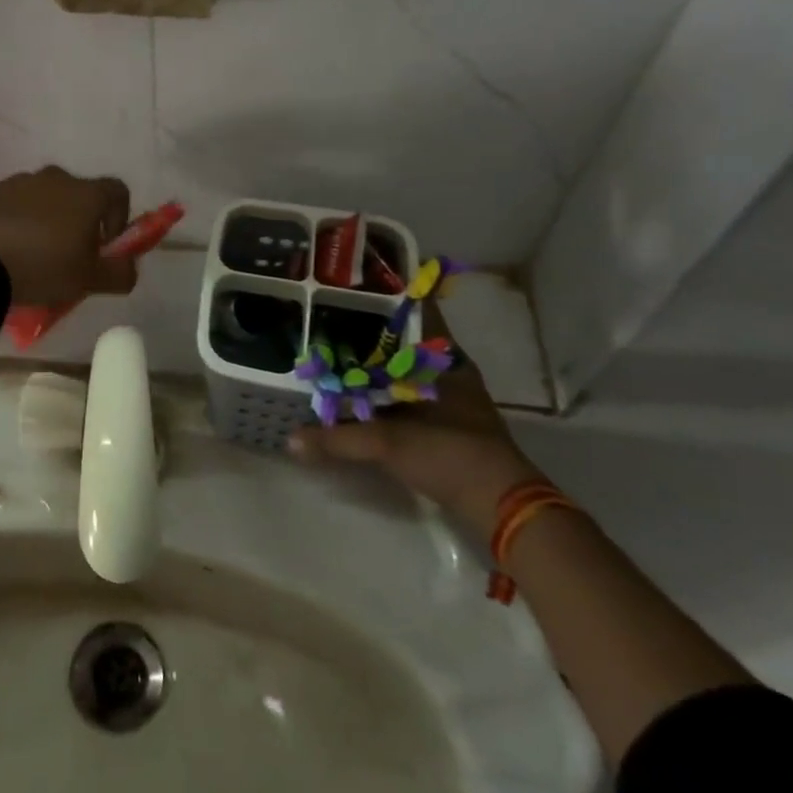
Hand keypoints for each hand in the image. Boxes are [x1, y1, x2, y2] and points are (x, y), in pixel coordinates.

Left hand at [0, 167, 136, 306]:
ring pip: (45, 200)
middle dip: (81, 222)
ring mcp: (19, 182)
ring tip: (35, 257)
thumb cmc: (43, 266)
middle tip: (71, 256)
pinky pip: (15, 206)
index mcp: (86, 193)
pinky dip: (19, 222)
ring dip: (48, 221)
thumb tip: (130, 266)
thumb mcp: (89, 280)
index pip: (118, 191)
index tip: (107, 245)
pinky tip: (8, 252)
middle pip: (79, 195)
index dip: (120, 217)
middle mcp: (56, 177)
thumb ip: (120, 273)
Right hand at [288, 307, 538, 538]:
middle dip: (371, 331)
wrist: (500, 506)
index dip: (389, 296)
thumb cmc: (450, 453)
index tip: (354, 286)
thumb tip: (291, 439)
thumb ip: (339, 438)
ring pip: (406, 368)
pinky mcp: (445, 423)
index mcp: (445, 359)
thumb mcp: (389, 443)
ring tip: (334, 350)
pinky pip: (406, 394)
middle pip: (407, 340)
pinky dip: (383, 391)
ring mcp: (449, 397)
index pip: (417, 311)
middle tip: (331, 318)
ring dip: (376, 364)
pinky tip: (355, 392)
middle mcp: (448, 371)